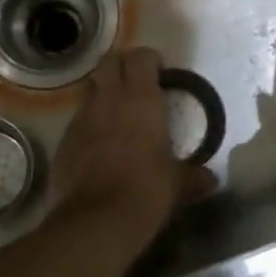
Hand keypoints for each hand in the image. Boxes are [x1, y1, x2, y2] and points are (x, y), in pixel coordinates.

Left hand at [52, 47, 212, 238]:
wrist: (98, 218)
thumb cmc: (147, 190)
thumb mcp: (177, 183)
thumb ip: (193, 176)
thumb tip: (211, 179)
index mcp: (141, 99)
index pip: (140, 57)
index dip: (149, 60)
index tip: (160, 72)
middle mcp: (108, 99)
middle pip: (108, 62)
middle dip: (121, 66)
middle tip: (135, 84)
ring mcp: (81, 117)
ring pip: (89, 88)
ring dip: (102, 93)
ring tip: (116, 113)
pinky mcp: (64, 139)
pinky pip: (77, 119)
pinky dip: (88, 123)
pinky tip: (98, 144)